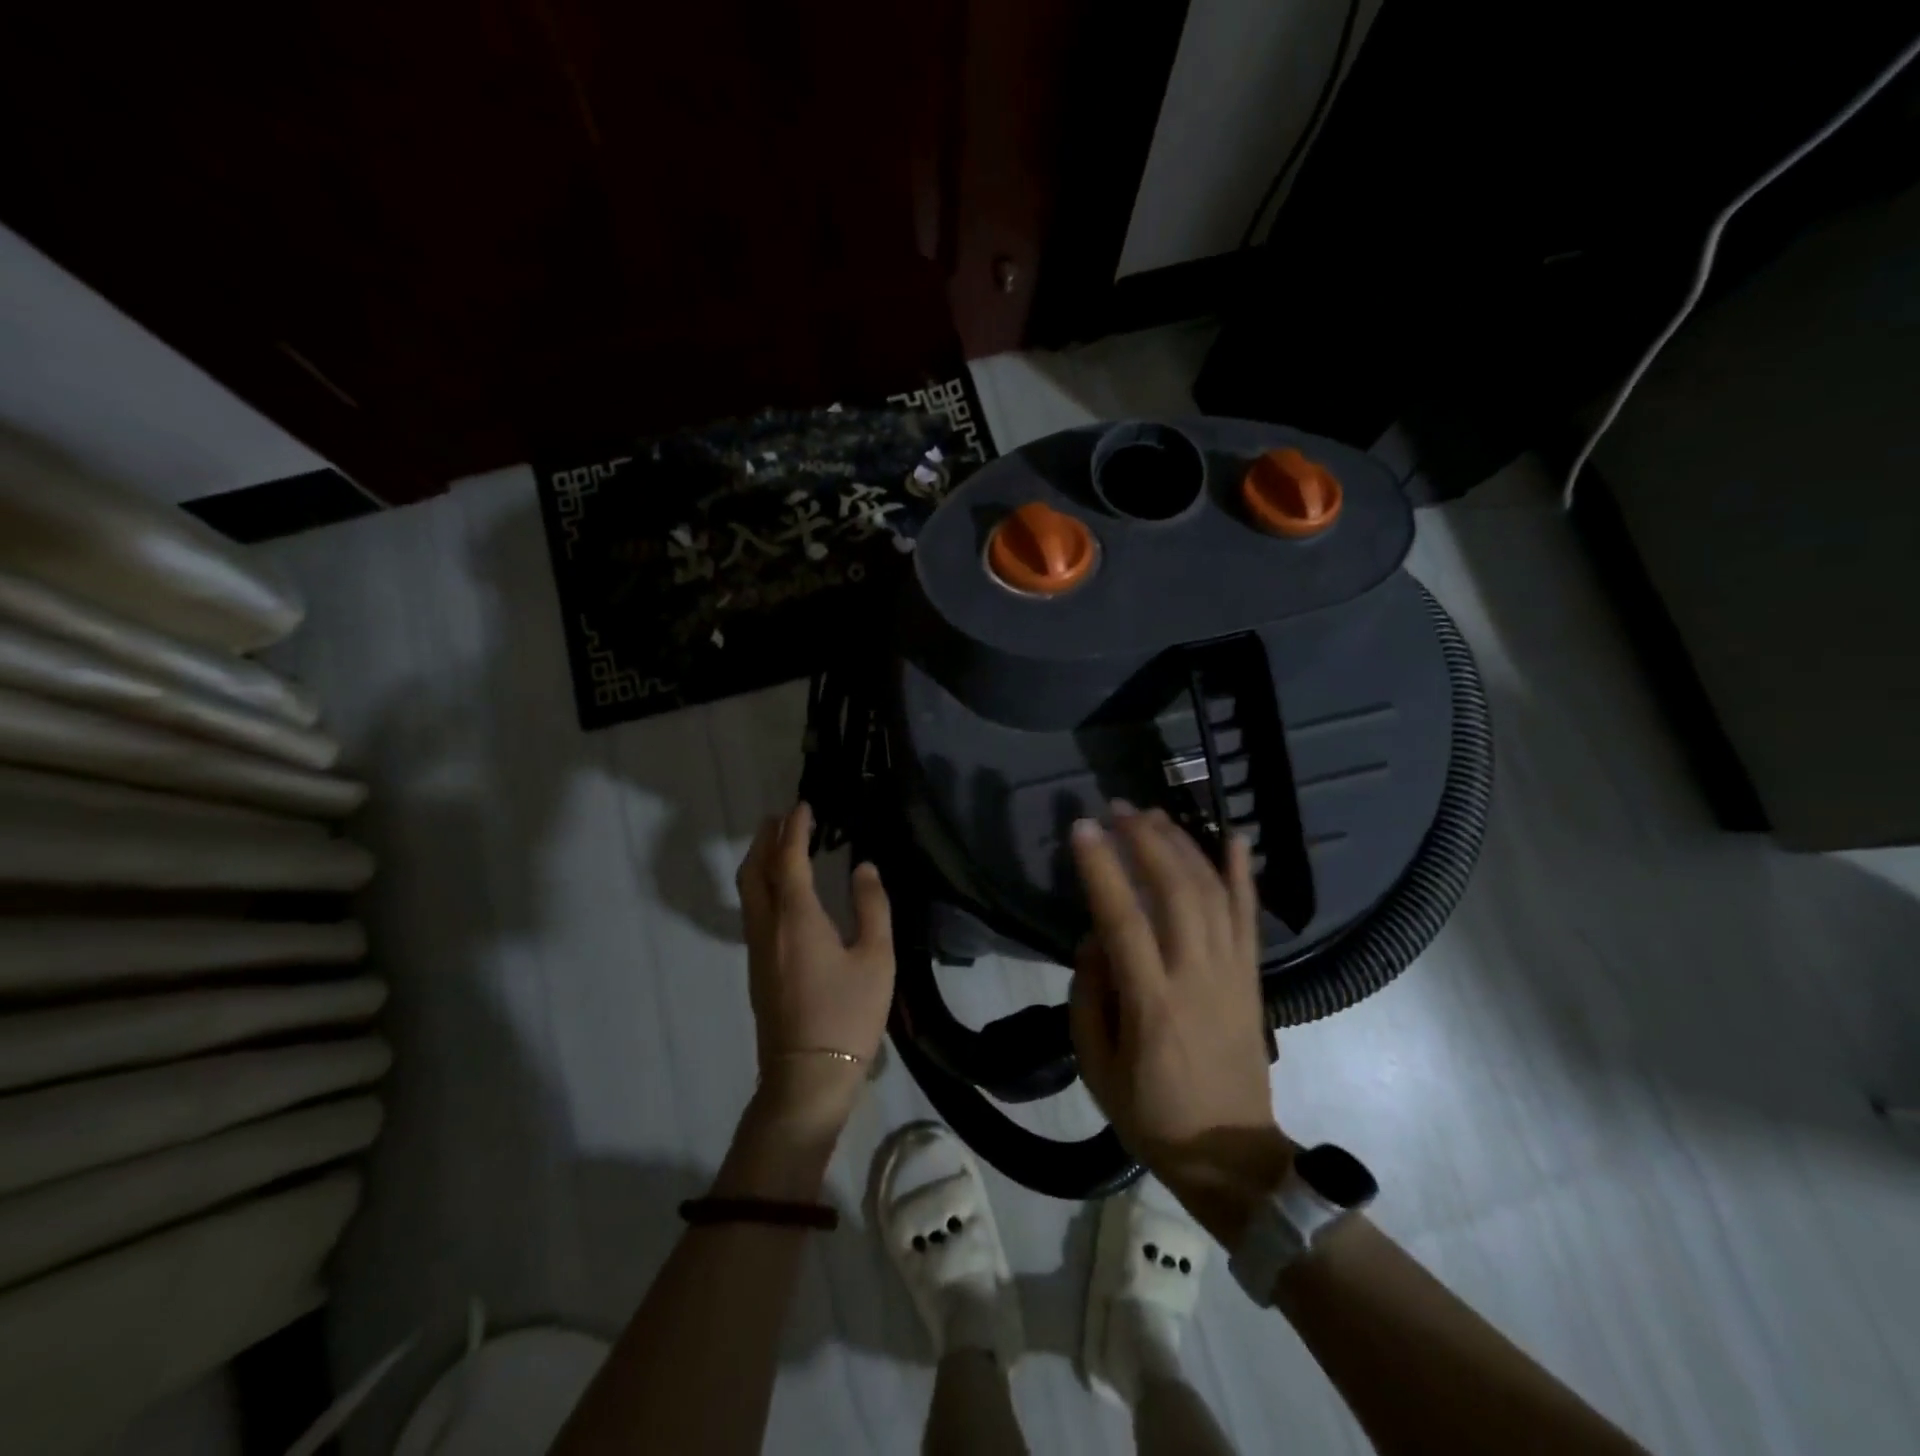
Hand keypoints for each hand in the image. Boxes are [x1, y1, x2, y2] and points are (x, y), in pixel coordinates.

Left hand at [734, 802, 894, 1134]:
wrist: (807, 1076)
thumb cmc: (848, 1014)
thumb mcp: (876, 958)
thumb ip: (872, 906)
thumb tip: (863, 868)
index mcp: (796, 917)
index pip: (789, 859)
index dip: (795, 829)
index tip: (803, 805)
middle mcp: (767, 926)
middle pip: (755, 870)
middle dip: (766, 838)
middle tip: (782, 816)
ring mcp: (757, 949)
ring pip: (749, 891)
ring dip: (760, 860)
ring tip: (778, 844)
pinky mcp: (757, 968)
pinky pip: (753, 909)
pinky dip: (763, 884)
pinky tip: (781, 890)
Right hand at [1068, 804, 1293, 1245]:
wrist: (1231, 1155)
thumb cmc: (1151, 1114)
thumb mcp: (1096, 1066)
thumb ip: (1089, 995)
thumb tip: (1094, 938)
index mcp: (1152, 1003)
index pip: (1124, 919)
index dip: (1102, 868)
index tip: (1082, 828)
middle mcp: (1196, 977)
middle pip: (1175, 892)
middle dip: (1145, 841)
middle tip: (1118, 808)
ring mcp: (1232, 973)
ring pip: (1211, 893)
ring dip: (1183, 845)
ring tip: (1154, 815)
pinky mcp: (1252, 977)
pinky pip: (1249, 916)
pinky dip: (1241, 874)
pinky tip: (1232, 837)